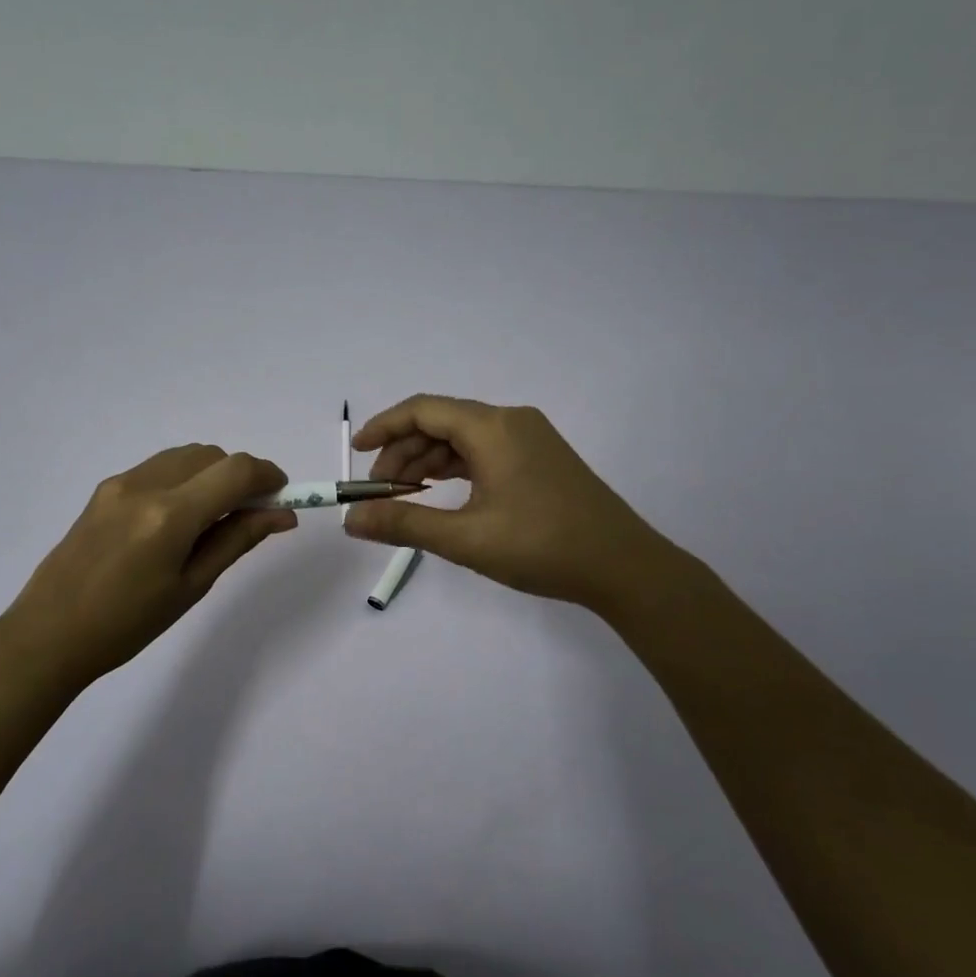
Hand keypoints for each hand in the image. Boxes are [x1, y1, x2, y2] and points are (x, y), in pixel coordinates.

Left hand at [0, 445, 296, 689]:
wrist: (49, 633)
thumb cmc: (127, 624)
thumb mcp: (191, 586)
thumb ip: (237, 539)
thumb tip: (282, 515)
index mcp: (170, 515)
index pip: (236, 470)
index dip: (268, 476)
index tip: (282, 497)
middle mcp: (145, 484)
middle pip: (212, 455)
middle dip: (240, 476)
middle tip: (250, 515)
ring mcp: (120, 482)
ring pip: (185, 456)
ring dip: (211, 475)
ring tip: (213, 519)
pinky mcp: (104, 488)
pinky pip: (159, 467)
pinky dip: (184, 479)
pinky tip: (178, 519)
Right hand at [343, 395, 675, 612]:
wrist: (624, 567)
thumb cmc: (542, 547)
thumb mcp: (465, 538)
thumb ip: (404, 524)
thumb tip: (351, 520)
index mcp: (493, 428)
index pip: (423, 409)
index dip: (384, 427)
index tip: (356, 453)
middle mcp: (511, 421)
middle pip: (442, 423)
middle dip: (404, 453)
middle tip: (380, 493)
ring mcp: (530, 438)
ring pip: (463, 439)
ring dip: (428, 462)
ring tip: (405, 498)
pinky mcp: (541, 459)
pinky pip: (485, 451)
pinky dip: (456, 468)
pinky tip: (442, 493)